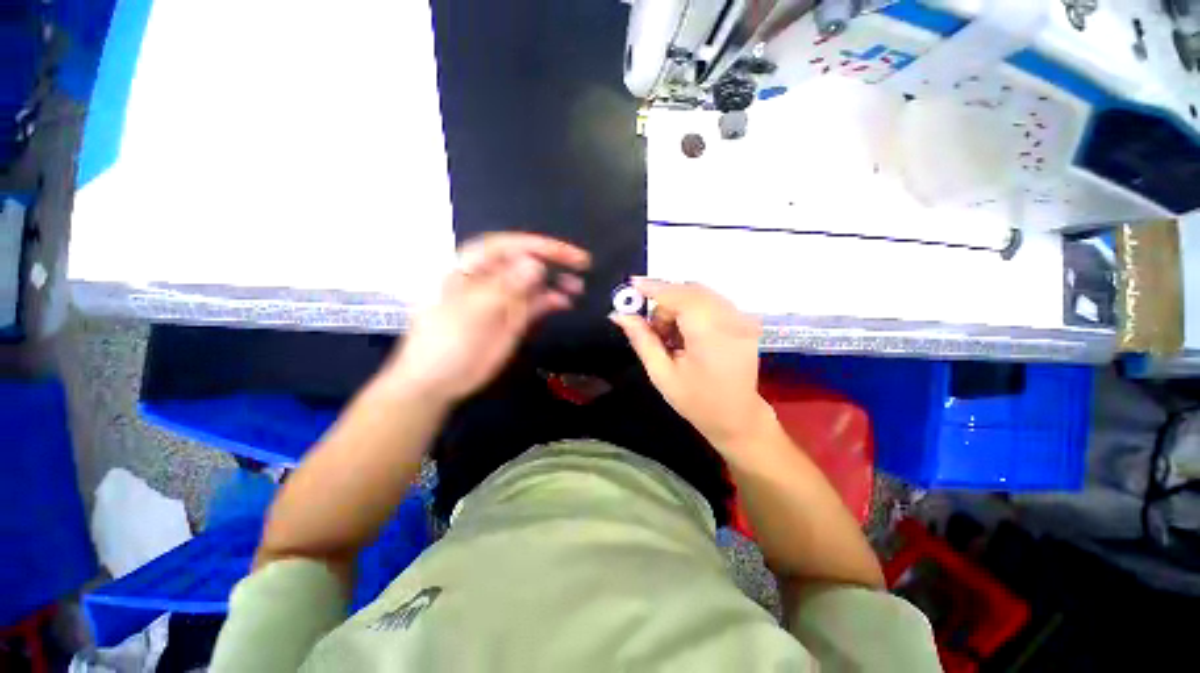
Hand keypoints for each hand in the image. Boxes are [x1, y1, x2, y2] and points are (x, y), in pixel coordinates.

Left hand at [384, 233, 590, 403]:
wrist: (437, 381)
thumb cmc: (444, 342)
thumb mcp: (472, 312)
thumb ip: (504, 288)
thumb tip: (535, 264)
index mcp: (472, 267)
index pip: (509, 246)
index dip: (540, 246)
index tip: (569, 254)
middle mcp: (492, 277)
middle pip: (526, 261)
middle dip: (553, 261)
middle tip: (582, 265)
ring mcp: (505, 298)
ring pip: (535, 282)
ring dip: (557, 281)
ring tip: (578, 287)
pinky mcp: (515, 318)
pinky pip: (537, 303)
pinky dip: (553, 300)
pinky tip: (567, 302)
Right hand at [610, 279, 772, 451]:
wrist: (738, 418)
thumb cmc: (697, 402)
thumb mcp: (662, 374)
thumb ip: (642, 340)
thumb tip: (620, 315)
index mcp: (710, 334)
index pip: (679, 296)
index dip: (654, 287)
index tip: (632, 284)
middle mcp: (732, 319)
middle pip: (690, 290)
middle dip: (665, 302)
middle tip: (654, 331)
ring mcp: (742, 318)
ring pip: (700, 294)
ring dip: (678, 306)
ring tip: (671, 337)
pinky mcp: (744, 321)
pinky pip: (711, 301)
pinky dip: (692, 309)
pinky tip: (687, 333)